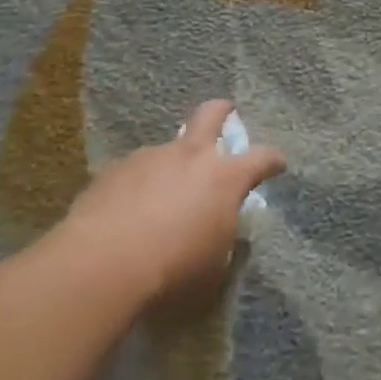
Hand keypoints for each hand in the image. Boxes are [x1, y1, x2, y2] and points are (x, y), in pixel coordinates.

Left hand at [64, 100, 284, 306]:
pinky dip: (138, 185)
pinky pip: (134, 172)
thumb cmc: (173, 268)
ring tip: (160, 194)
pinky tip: (127, 211)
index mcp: (224, 177)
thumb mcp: (213, 265)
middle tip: (226, 111)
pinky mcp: (114, 169)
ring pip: (167, 149)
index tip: (277, 163)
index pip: (261, 158)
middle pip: (210, 115)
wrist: (103, 262)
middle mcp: (190, 155)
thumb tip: (222, 228)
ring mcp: (149, 157)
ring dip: (171, 165)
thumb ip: (222, 238)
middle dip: (221, 111)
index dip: (272, 160)